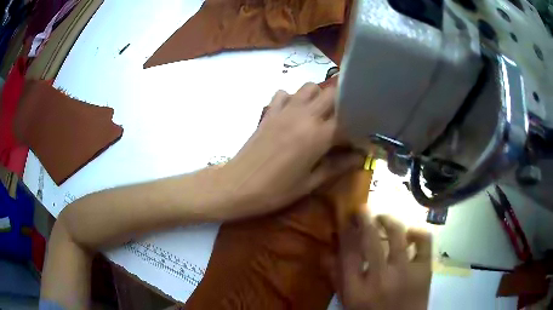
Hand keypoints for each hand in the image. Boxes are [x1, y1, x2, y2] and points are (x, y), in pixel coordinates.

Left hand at [219, 82, 362, 219]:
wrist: (237, 185)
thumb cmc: (276, 191)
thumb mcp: (310, 183)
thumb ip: (338, 166)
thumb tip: (361, 158)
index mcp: (319, 136)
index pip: (349, 119)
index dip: (359, 125)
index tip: (361, 134)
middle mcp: (304, 116)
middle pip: (332, 93)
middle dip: (343, 103)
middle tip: (344, 120)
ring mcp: (284, 110)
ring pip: (309, 87)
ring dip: (319, 96)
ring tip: (320, 115)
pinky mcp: (269, 112)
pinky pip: (284, 93)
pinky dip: (292, 98)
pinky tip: (293, 113)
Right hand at [338, 213, 431, 309]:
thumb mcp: (347, 302)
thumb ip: (336, 279)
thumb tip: (325, 252)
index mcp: (357, 289)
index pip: (348, 252)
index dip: (346, 231)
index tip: (346, 219)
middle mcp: (380, 278)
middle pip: (371, 238)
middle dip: (364, 218)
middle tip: (362, 210)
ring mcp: (405, 273)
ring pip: (397, 234)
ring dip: (388, 220)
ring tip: (382, 218)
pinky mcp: (424, 270)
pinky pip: (424, 242)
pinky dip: (417, 232)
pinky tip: (410, 234)